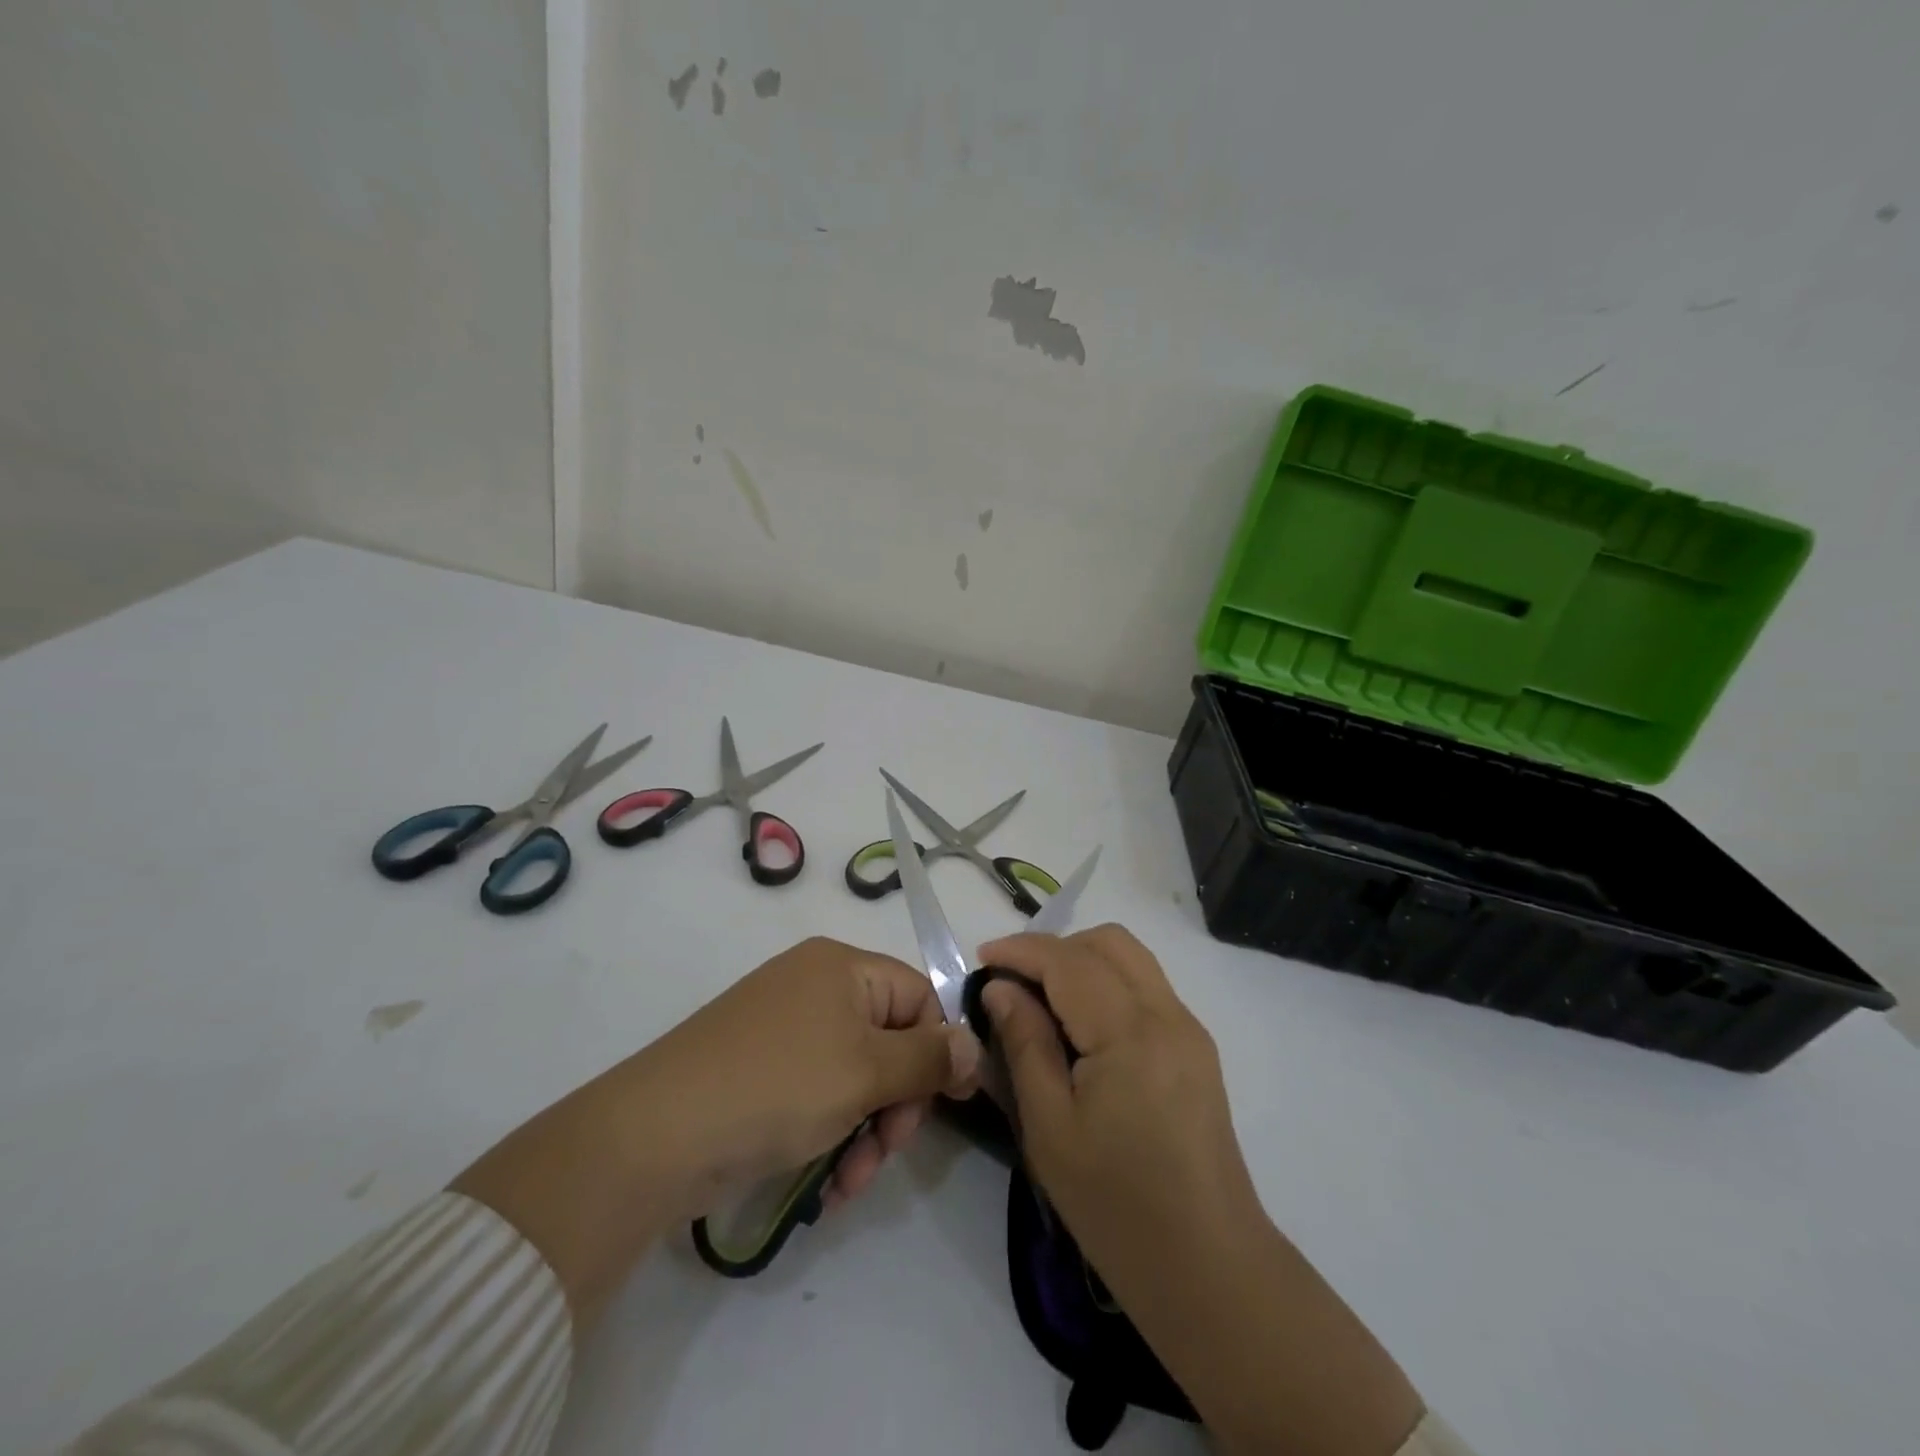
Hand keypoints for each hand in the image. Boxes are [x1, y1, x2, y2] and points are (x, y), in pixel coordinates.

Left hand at [453, 936, 978, 1328]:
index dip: (936, 1051)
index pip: (919, 997)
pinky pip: (819, 1091)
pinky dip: (831, 1131)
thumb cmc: (777, 1087)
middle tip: (884, 1151)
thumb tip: (975, 1044)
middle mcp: (815, 985)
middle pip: (889, 1038)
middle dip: (896, 1102)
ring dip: (866, 1128)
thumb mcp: (866, 1072)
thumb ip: (928, 1059)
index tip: (941, 1108)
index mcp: (842, 966)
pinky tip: (826, 1180)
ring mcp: (784, 1027)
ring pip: (856, 1074)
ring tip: (850, 1181)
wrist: (655, 1135)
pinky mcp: (760, 1068)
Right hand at [977, 925, 1423, 1455]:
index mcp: (1130, 1032)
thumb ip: (1024, 1044)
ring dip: (1082, 961)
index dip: (1021, 950)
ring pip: (1131, 959)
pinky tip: (1081, 1027)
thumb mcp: (1049, 1127)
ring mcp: (1189, 1028)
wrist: (1207, 1266)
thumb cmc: (1115, 1205)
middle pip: (1109, 942)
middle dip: (1055, 948)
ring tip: (1042, 999)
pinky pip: (1145, 987)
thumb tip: (1001, 988)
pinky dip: (1107, 984)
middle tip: (1014, 982)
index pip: (1069, 961)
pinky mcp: (1196, 1048)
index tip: (981, 958)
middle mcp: (1168, 1014)